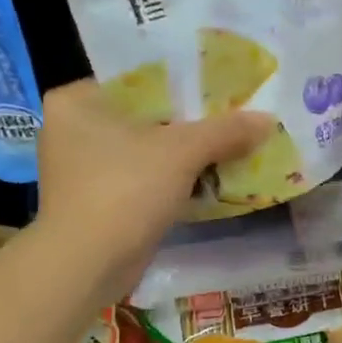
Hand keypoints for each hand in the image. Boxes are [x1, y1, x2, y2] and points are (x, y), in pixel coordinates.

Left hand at [34, 79, 273, 298]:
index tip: (222, 86)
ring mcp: (84, 168)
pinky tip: (211, 178)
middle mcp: (73, 128)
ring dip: (186, 153)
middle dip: (191, 121)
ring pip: (148, 149)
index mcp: (77, 101)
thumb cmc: (124, 191)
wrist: (87, 265)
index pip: (139, 77)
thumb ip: (226, 131)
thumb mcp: (181, 152)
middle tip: (234, 115)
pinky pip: (145, 177)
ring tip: (232, 144)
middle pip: (147, 115)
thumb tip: (268, 120)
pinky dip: (174, 179)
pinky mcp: (99, 201)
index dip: (184, 81)